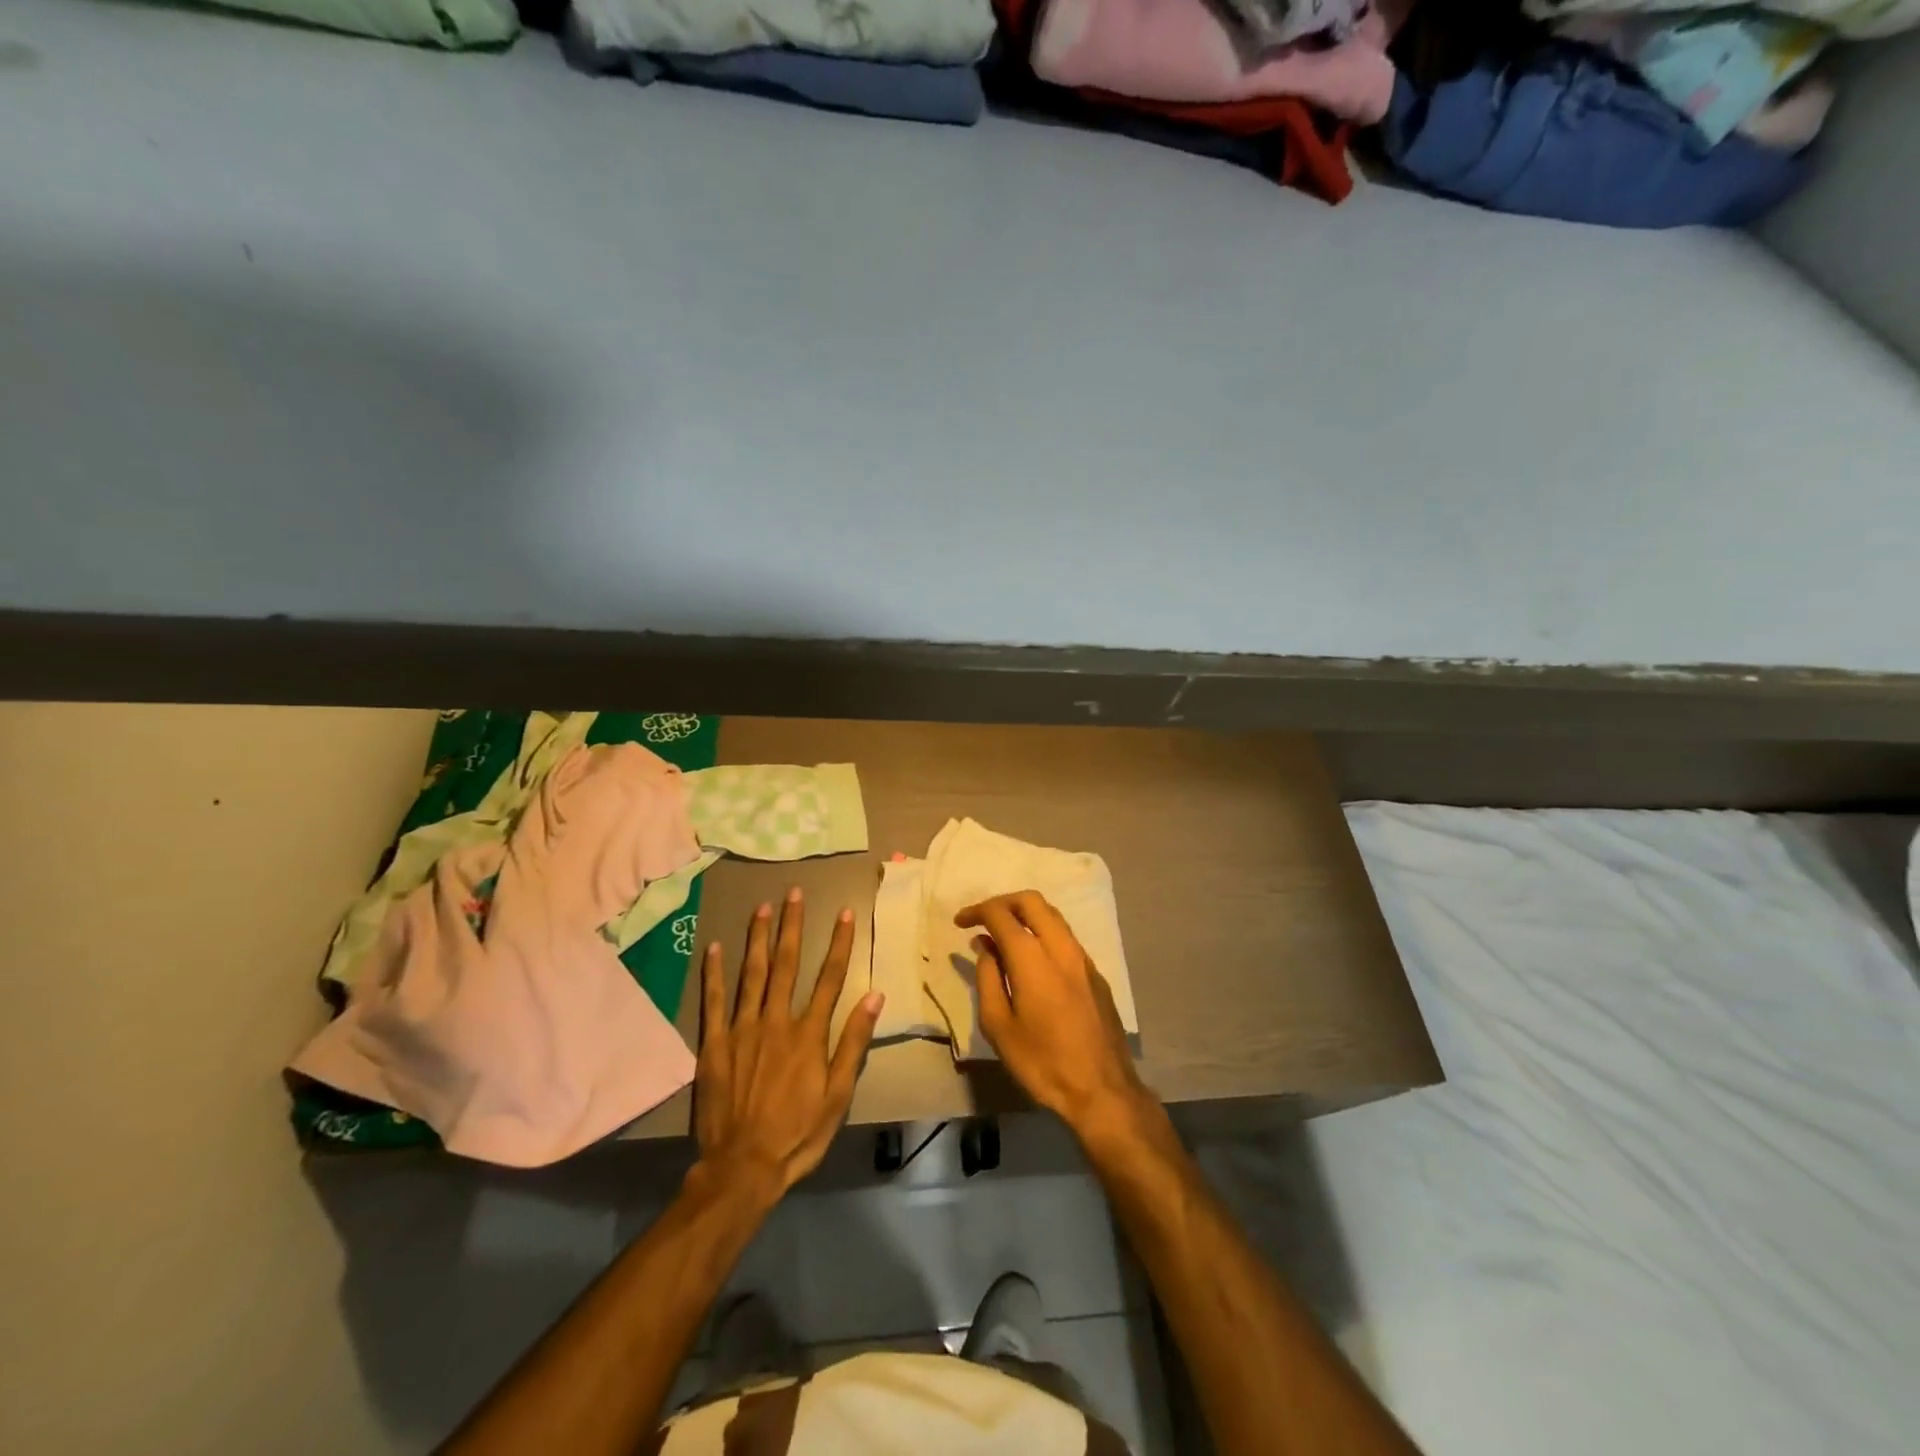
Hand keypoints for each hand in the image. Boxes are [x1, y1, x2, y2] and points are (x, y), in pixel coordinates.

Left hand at [692, 889, 883, 1201]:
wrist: (742, 1167)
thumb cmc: (798, 1133)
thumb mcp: (838, 1094)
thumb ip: (853, 1042)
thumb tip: (874, 995)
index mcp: (808, 1033)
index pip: (829, 977)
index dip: (839, 943)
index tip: (845, 913)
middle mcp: (776, 1021)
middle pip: (787, 964)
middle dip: (792, 925)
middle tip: (794, 893)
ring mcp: (742, 1029)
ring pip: (752, 973)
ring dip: (758, 938)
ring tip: (762, 907)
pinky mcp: (713, 1044)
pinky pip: (714, 1001)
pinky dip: (714, 973)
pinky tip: (714, 947)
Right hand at [956, 891, 1153, 1139]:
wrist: (1102, 1089)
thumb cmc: (1042, 1062)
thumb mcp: (999, 1026)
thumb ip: (988, 979)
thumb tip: (986, 948)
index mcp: (1032, 958)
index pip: (1001, 915)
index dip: (977, 911)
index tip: (960, 922)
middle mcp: (1060, 947)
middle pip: (1031, 901)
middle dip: (1003, 902)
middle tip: (982, 919)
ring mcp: (1083, 958)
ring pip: (1053, 915)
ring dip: (1025, 915)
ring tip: (1004, 936)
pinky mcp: (1095, 973)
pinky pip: (1065, 937)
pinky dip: (1043, 933)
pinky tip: (1032, 958)